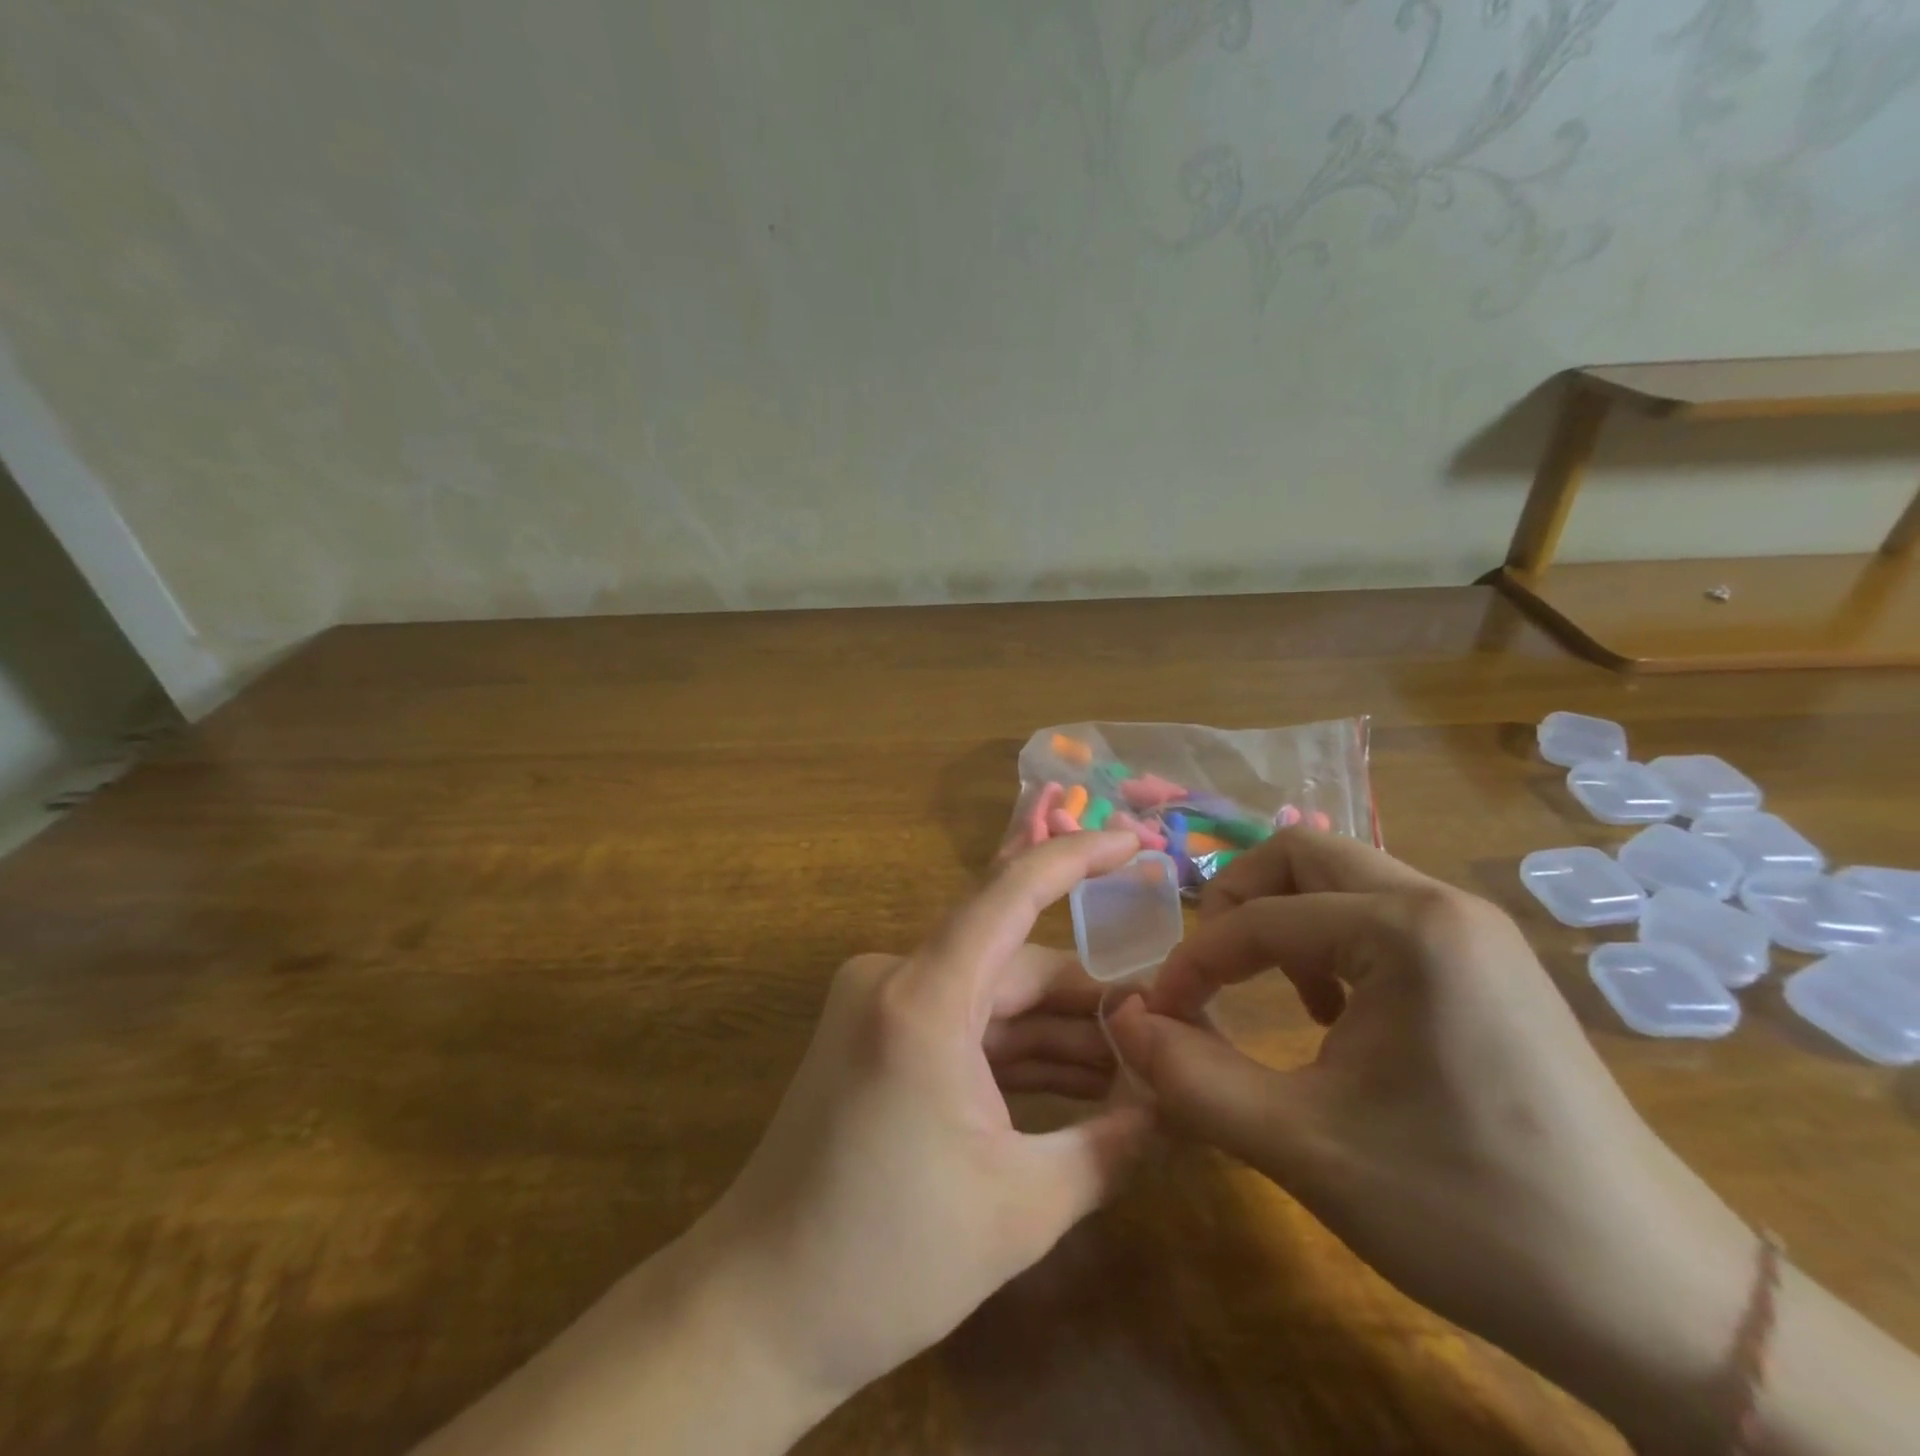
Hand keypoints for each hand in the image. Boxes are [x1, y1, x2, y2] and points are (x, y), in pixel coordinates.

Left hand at [417, 831, 1152, 1455]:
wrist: (762, 1307)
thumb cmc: (889, 1260)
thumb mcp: (1023, 1208)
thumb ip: (1110, 1144)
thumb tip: (1169, 1104)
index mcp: (924, 1000)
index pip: (1011, 893)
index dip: (1076, 856)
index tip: (1134, 839)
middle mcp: (895, 978)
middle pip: (1013, 963)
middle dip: (1087, 1000)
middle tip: (1162, 1035)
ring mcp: (880, 1002)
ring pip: (990, 994)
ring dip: (1056, 1029)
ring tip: (1132, 1070)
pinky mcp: (876, 1032)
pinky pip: (962, 1021)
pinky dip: (1014, 1047)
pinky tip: (1075, 1082)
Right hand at [1107, 830, 1759, 1449]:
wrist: (1662, 1308)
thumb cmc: (1471, 1215)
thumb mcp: (1305, 1147)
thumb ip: (1192, 1078)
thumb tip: (1119, 1023)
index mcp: (1406, 930)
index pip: (1258, 918)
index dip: (1191, 963)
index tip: (1156, 1016)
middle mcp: (1443, 904)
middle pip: (1302, 855)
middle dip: (1236, 901)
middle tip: (1205, 969)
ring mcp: (1475, 931)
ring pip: (1343, 881)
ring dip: (1285, 921)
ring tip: (1273, 996)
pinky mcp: (1491, 966)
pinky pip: (1382, 918)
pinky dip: (1331, 943)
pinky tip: (1335, 1018)